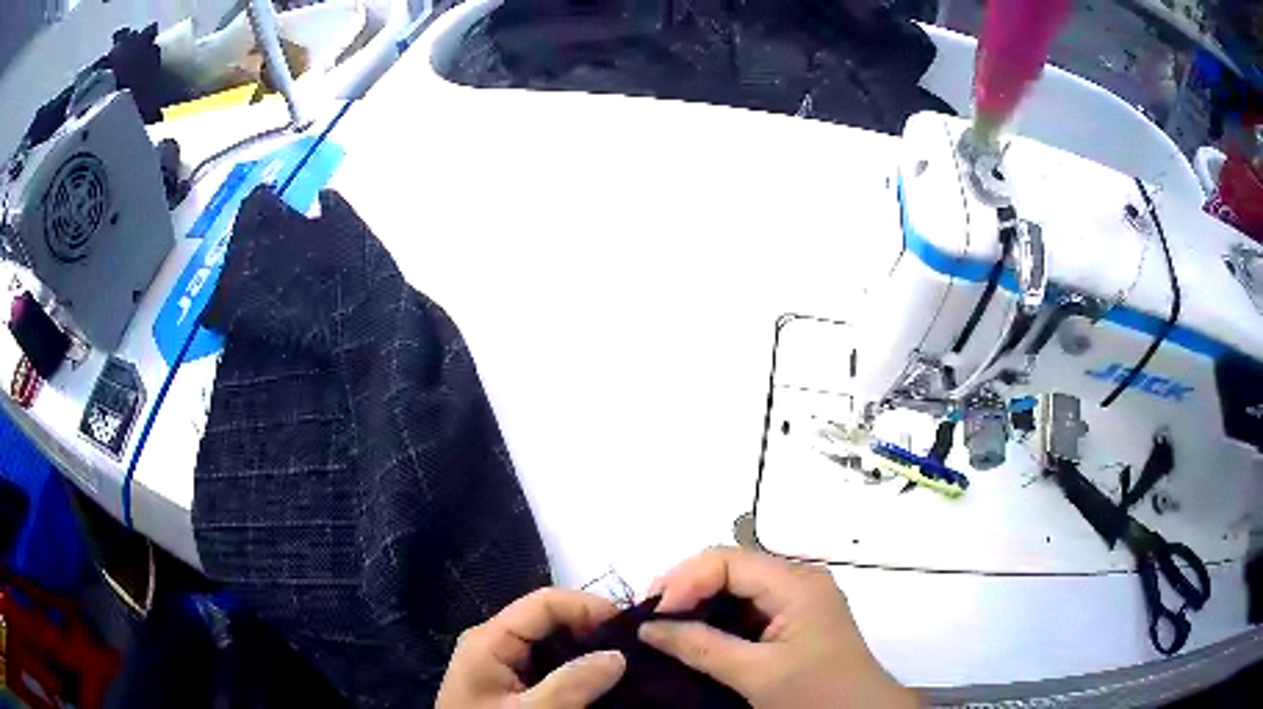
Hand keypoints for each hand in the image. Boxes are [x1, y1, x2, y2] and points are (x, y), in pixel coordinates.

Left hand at [436, 588, 626, 707]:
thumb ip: (572, 683)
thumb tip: (618, 654)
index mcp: (489, 639)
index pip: (544, 602)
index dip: (588, 606)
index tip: (631, 627)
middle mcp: (494, 642)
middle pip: (548, 619)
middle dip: (592, 629)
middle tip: (635, 647)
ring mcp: (501, 663)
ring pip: (551, 642)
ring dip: (587, 650)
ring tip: (625, 663)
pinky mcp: (510, 684)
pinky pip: (547, 665)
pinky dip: (576, 668)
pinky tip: (600, 681)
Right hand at [639, 548, 918, 708]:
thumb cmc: (816, 694)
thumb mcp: (756, 674)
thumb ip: (701, 646)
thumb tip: (647, 627)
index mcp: (797, 583)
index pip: (728, 561)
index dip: (685, 580)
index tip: (653, 614)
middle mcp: (799, 580)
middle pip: (731, 567)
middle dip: (687, 587)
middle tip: (651, 618)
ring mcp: (798, 599)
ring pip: (737, 586)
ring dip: (699, 602)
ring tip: (664, 624)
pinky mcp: (795, 619)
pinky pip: (748, 606)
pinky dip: (717, 616)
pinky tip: (695, 633)